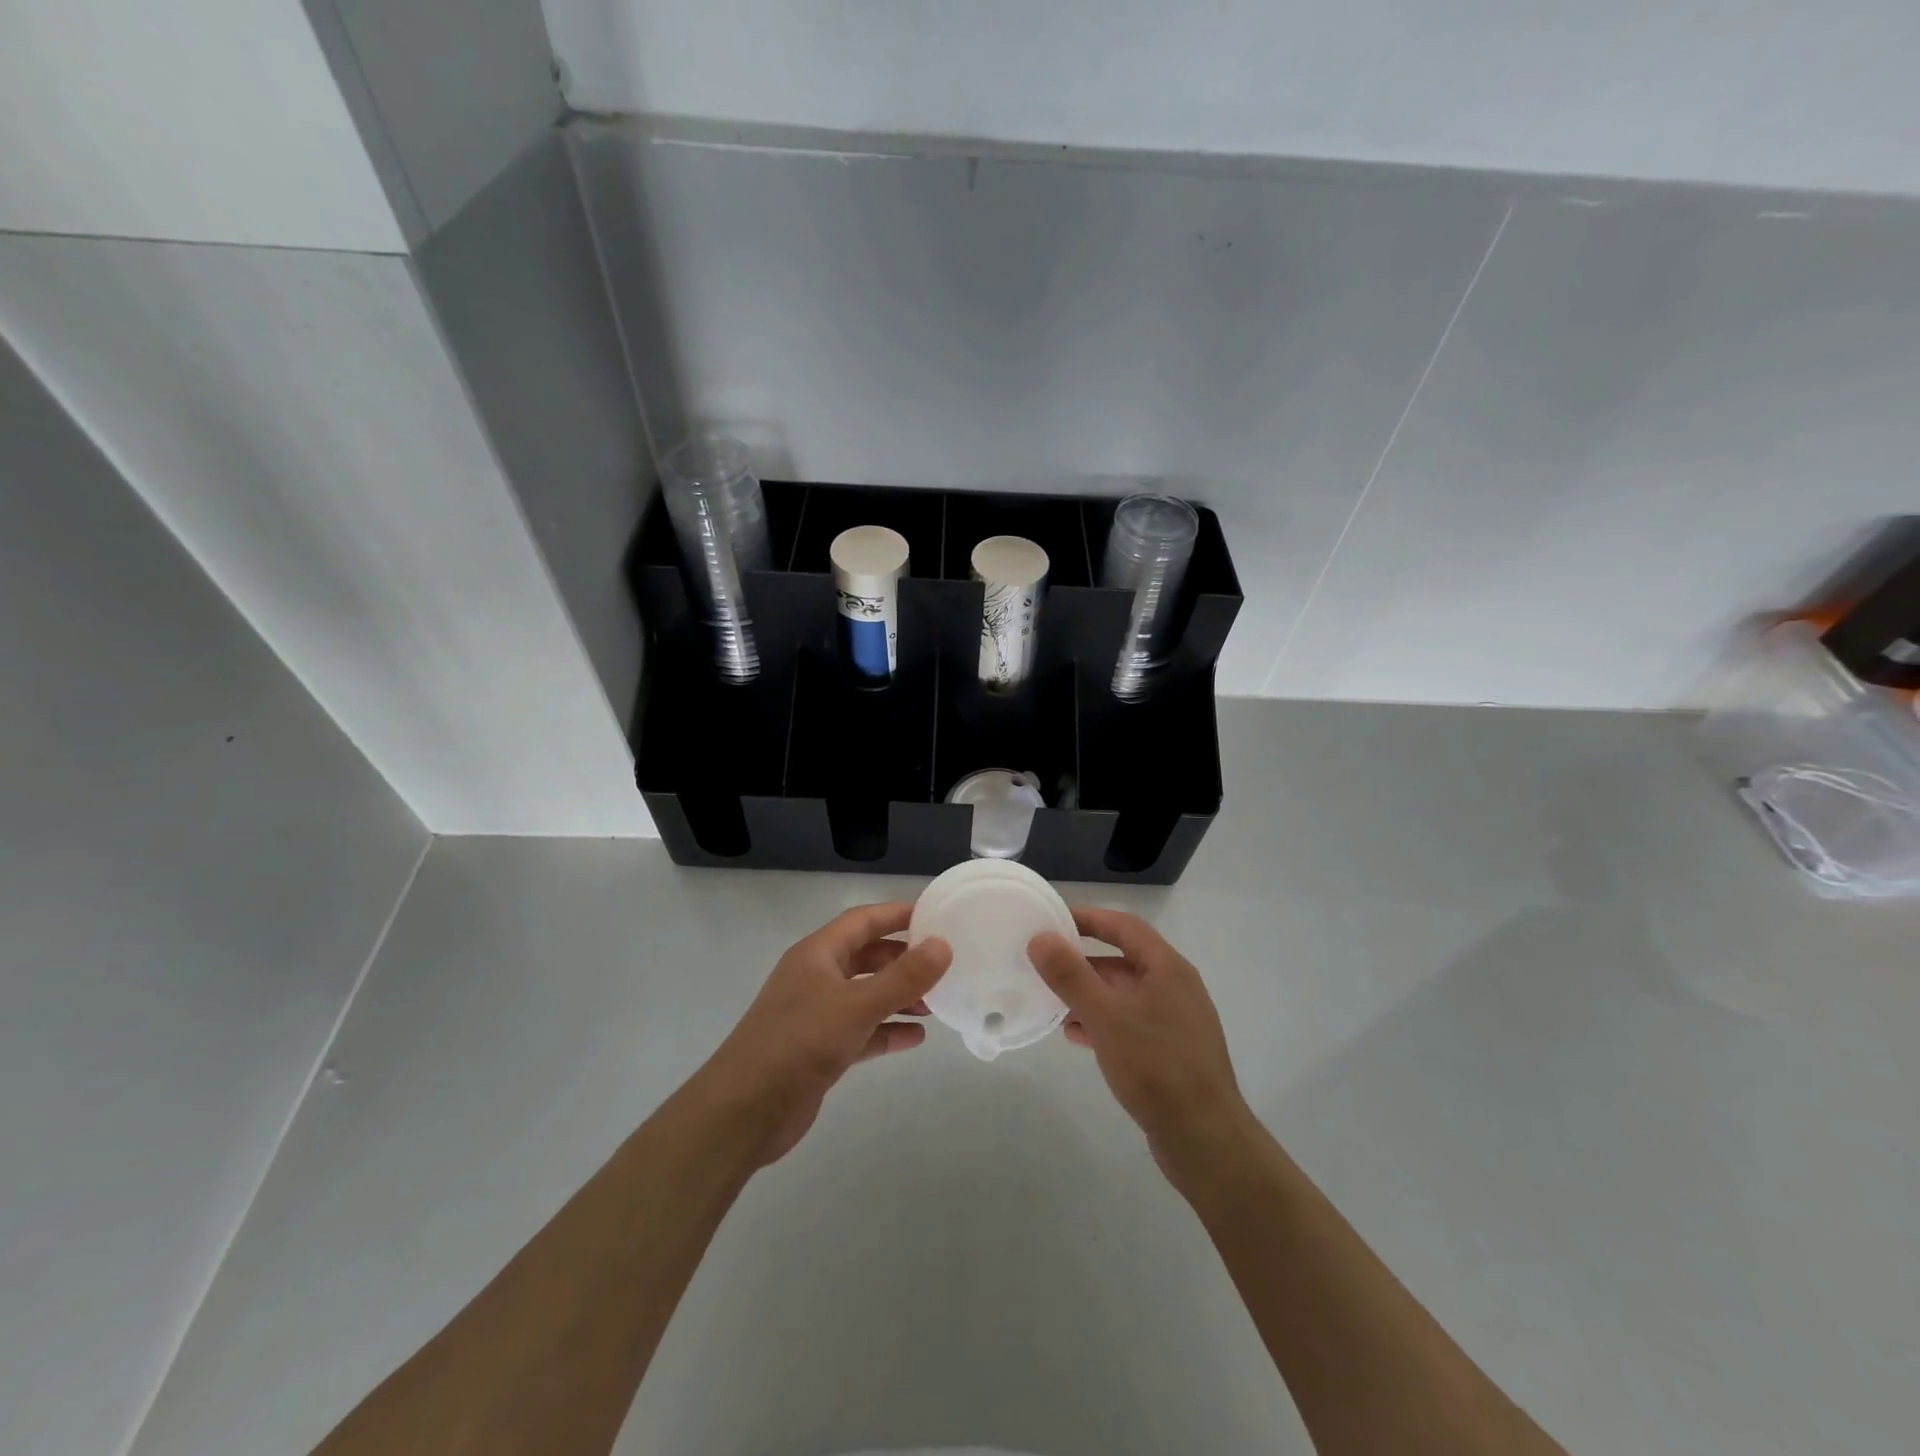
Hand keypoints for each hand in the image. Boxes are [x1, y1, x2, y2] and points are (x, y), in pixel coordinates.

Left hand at [703, 903, 950, 1165]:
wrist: (744, 1111)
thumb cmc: (800, 1042)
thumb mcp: (857, 1005)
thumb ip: (903, 977)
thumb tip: (943, 945)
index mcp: (817, 954)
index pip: (863, 920)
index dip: (898, 914)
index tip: (936, 915)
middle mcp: (816, 977)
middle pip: (866, 956)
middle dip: (903, 959)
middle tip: (942, 965)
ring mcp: (816, 1014)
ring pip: (866, 995)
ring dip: (899, 997)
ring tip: (935, 1004)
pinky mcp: (819, 1050)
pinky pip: (861, 1031)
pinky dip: (886, 1031)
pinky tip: (915, 1039)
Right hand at [1029, 908, 1252, 1178]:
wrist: (1204, 1139)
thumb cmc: (1155, 1066)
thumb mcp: (1105, 1016)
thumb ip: (1070, 975)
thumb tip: (1040, 938)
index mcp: (1167, 968)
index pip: (1124, 925)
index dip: (1089, 918)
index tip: (1053, 920)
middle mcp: (1175, 987)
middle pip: (1124, 959)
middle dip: (1083, 961)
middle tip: (1045, 965)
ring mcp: (1176, 1021)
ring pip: (1125, 994)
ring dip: (1090, 994)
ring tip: (1053, 1003)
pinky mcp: (1171, 1052)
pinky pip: (1130, 1023)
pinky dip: (1103, 1022)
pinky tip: (1077, 1036)